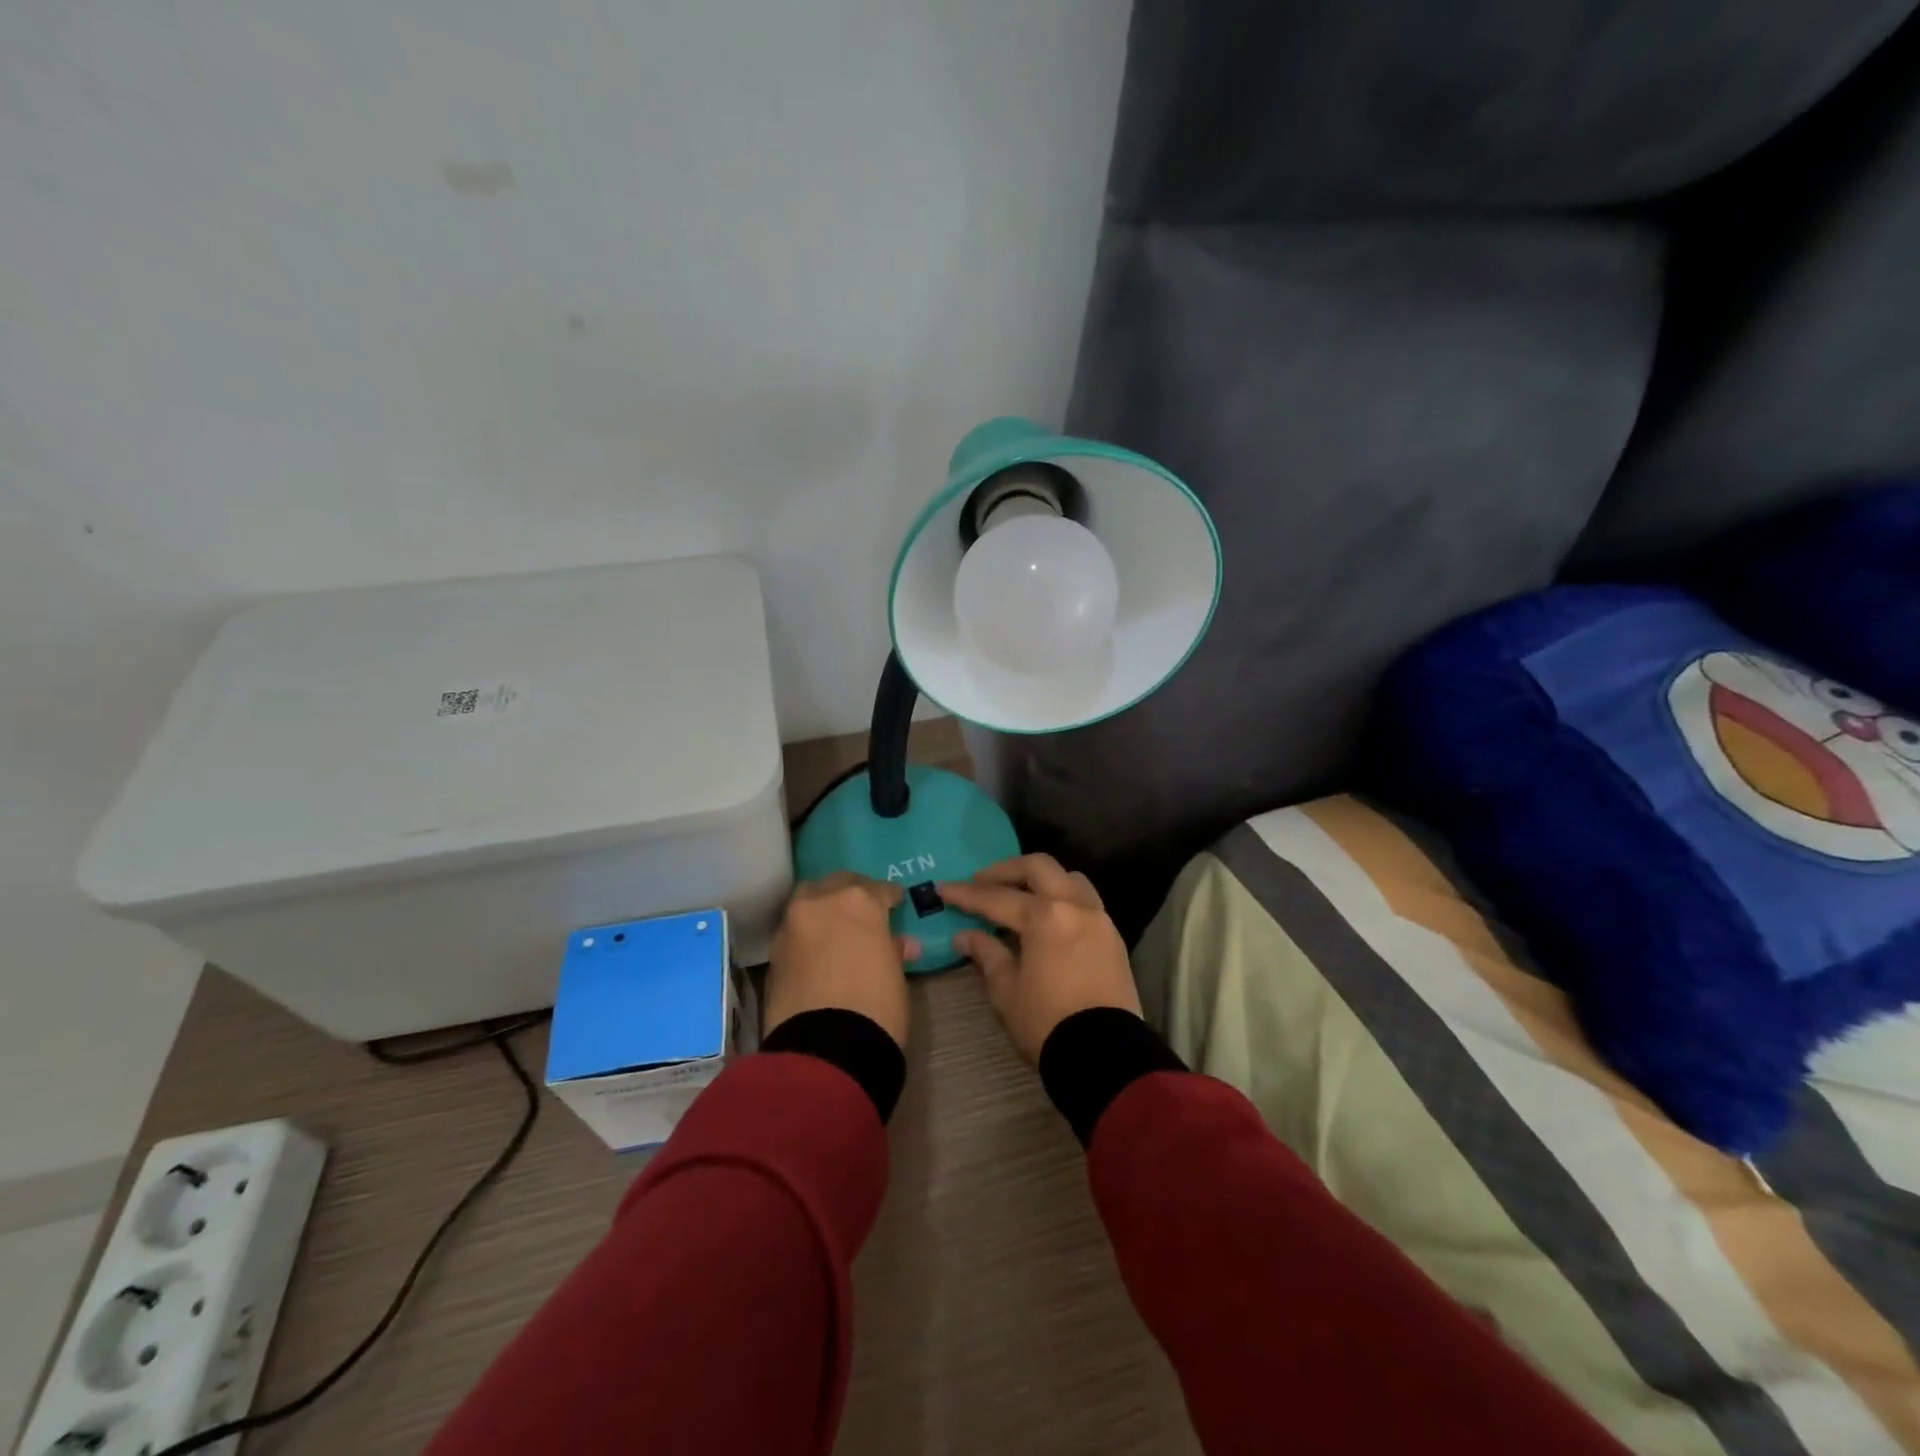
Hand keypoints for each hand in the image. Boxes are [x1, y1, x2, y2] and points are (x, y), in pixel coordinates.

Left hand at [765, 874, 917, 1048]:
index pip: (878, 889)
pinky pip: (793, 930)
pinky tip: (817, 950)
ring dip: (822, 907)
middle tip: (863, 910)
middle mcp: (820, 903)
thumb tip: (898, 944)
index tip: (895, 903)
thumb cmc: (876, 1007)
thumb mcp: (895, 975)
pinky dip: (806, 933)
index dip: (889, 897)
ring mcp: (791, 926)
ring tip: (836, 927)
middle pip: (836, 884)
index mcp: (858, 902)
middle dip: (851, 893)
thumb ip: (892, 950)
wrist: (825, 1050)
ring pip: (807, 900)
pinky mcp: (773, 953)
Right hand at [940, 854, 1137, 1065]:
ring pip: (1068, 878)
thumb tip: (965, 936)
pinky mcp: (1113, 937)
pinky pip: (1085, 901)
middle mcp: (1075, 906)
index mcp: (1045, 917)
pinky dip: (1062, 898)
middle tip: (981, 882)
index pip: (997, 898)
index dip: (967, 894)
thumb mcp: (1007, 991)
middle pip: (1039, 868)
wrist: (1105, 1055)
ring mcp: (1099, 918)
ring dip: (1041, 879)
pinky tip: (1046, 917)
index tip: (944, 888)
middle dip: (1006, 871)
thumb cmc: (1048, 1023)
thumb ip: (987, 955)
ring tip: (1019, 895)